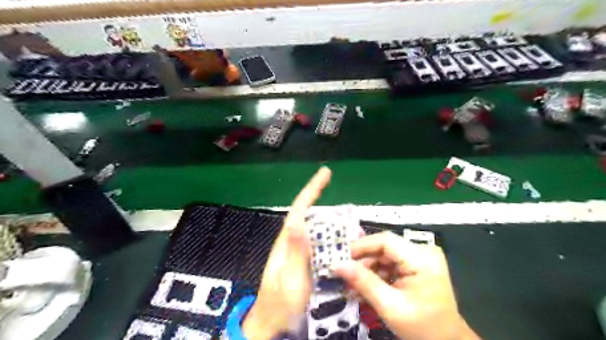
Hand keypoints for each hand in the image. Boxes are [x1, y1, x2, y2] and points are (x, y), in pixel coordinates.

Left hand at [242, 166, 330, 339]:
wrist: (272, 323)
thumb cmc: (281, 304)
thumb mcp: (291, 279)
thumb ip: (295, 252)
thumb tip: (298, 221)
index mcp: (287, 241)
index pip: (299, 208)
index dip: (312, 189)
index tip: (325, 173)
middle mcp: (292, 241)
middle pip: (308, 214)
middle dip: (322, 201)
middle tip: (342, 202)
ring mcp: (297, 251)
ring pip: (315, 228)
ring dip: (331, 222)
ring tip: (350, 226)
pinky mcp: (303, 261)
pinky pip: (319, 243)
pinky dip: (331, 238)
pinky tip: (342, 243)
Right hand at [333, 231, 480, 338]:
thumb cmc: (422, 328)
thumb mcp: (390, 306)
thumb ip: (363, 282)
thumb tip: (336, 265)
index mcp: (422, 259)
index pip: (386, 240)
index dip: (361, 246)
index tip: (340, 257)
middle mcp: (422, 251)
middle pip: (384, 247)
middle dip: (362, 260)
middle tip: (342, 272)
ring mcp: (420, 257)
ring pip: (384, 254)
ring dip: (367, 267)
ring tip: (351, 282)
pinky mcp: (416, 264)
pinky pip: (390, 263)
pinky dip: (376, 273)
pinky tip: (364, 284)